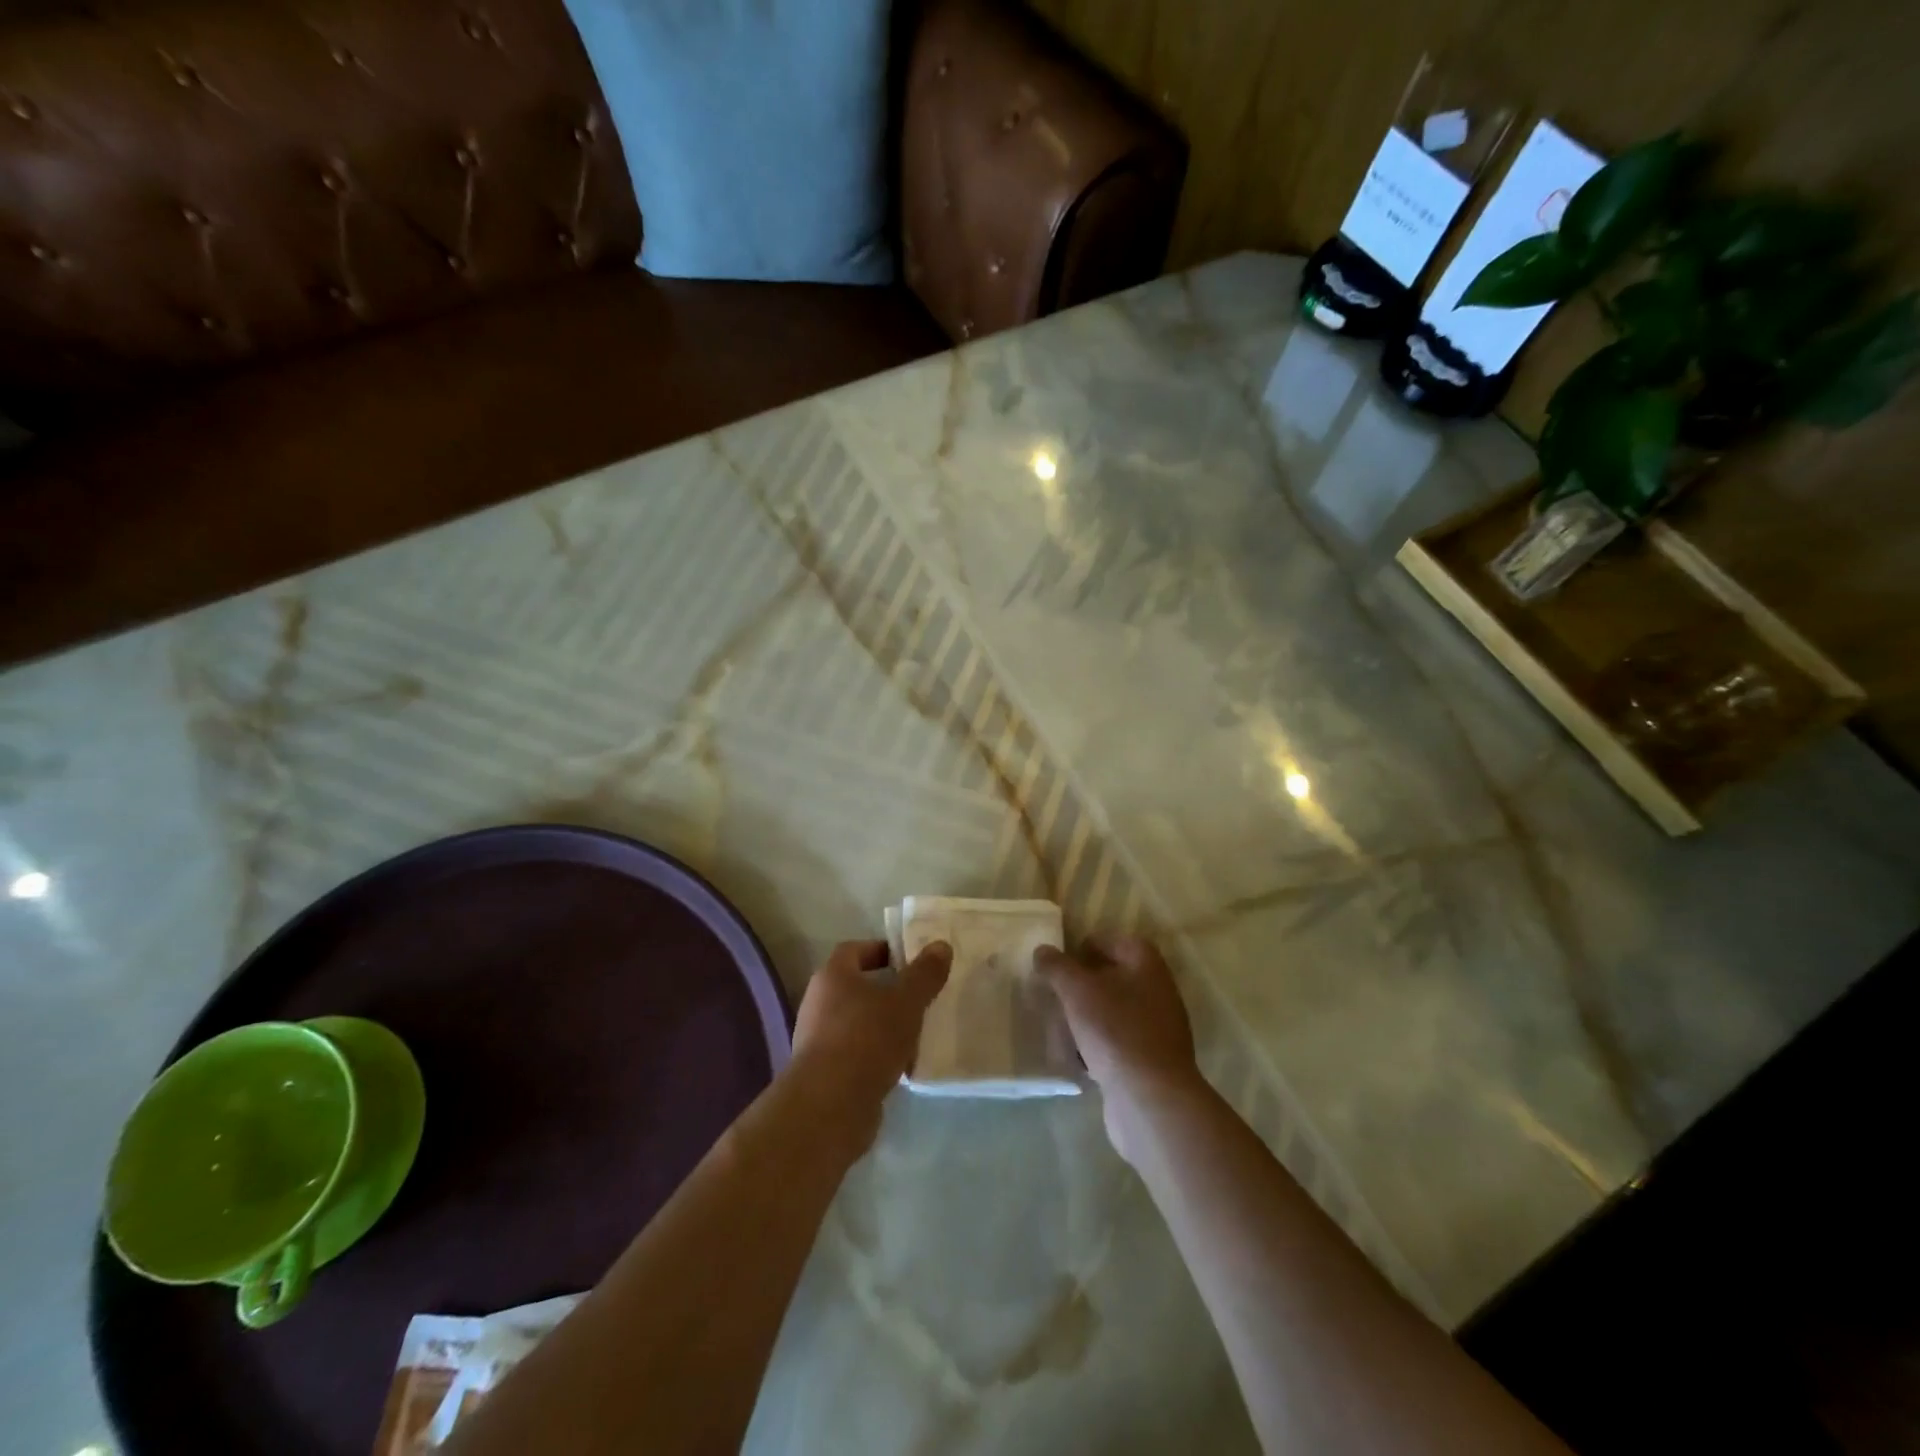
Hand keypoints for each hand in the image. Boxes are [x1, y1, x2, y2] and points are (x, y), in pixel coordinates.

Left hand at [788, 938, 951, 1153]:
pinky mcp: (822, 1072)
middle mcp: (818, 1002)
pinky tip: (900, 1065)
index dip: (882, 950)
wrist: (830, 1105)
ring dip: (881, 1025)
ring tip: (914, 1032)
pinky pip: (854, 1052)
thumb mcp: (906, 1002)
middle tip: (918, 997)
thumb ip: (925, 974)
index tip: (909, 961)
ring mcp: (816, 1039)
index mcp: (832, 976)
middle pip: (855, 987)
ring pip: (856, 1021)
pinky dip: (875, 1054)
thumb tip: (941, 946)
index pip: (854, 950)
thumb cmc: (868, 1039)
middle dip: (886, 990)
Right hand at [1036, 935, 1202, 1163]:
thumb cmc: (1115, 1031)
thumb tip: (1043, 950)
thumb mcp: (1077, 991)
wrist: (1151, 1100)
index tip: (1060, 963)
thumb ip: (1057, 967)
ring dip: (1088, 1016)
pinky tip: (1077, 1057)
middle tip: (1055, 993)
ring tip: (1059, 1025)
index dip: (1086, 947)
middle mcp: (1158, 992)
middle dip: (1083, 985)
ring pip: (1115, 1012)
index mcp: (1147, 965)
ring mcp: (1157, 1029)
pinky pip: (1118, 1043)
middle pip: (1115, 977)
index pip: (1116, 941)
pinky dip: (1097, 1045)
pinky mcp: (1151, 1062)